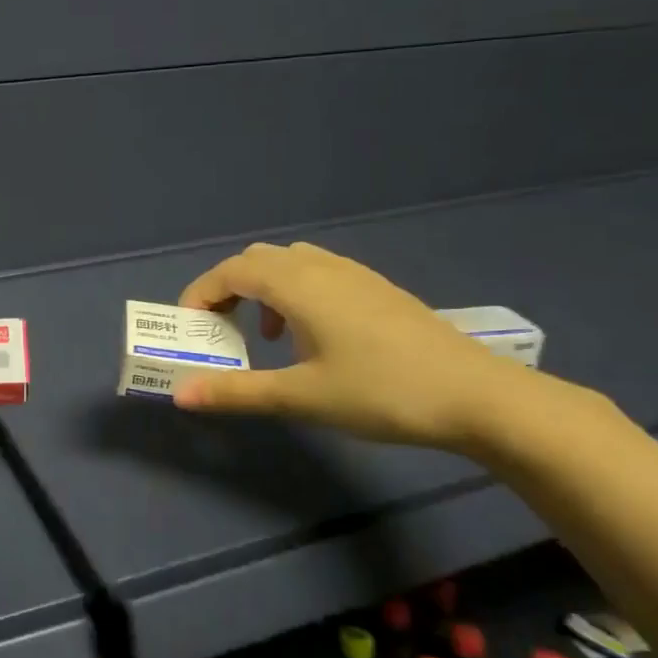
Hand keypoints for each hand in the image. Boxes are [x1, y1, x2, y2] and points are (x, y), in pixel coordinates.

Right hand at [174, 241, 527, 450]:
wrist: (476, 395)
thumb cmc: (380, 392)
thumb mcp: (301, 397)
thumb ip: (236, 391)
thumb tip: (180, 394)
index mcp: (297, 284)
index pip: (230, 272)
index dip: (200, 294)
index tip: (188, 328)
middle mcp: (321, 267)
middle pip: (256, 260)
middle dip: (227, 288)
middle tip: (220, 330)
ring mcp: (354, 274)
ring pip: (289, 262)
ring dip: (262, 289)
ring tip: (265, 335)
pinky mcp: (377, 288)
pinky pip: (318, 272)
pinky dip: (294, 292)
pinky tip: (311, 336)